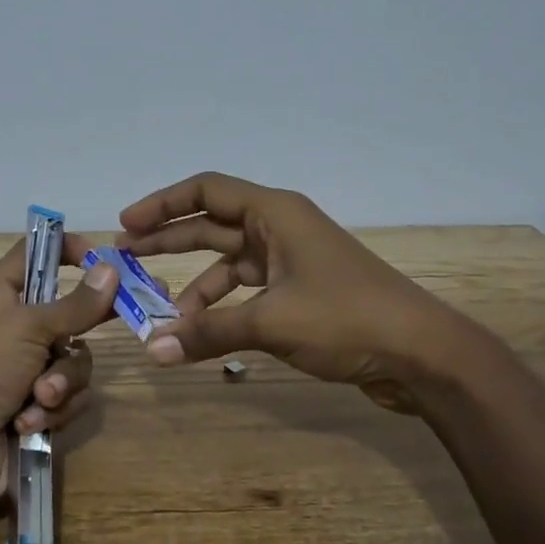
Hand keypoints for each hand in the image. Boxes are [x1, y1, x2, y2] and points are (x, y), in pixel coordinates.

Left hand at [0, 234, 119, 518]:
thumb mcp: (25, 328)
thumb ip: (74, 304)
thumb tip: (110, 269)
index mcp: (1, 298)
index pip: (34, 255)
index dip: (65, 249)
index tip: (100, 259)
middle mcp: (17, 331)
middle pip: (70, 313)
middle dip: (83, 329)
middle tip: (120, 318)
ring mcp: (29, 372)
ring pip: (76, 361)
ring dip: (62, 381)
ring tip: (40, 397)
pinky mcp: (40, 410)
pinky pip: (71, 399)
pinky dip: (54, 411)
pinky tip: (28, 423)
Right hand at [117, 172, 465, 412]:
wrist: (421, 353)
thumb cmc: (346, 318)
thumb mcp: (271, 322)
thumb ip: (208, 334)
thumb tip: (153, 352)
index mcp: (275, 212)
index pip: (206, 190)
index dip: (162, 204)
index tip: (125, 224)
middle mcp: (279, 227)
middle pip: (211, 223)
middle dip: (167, 240)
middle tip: (123, 258)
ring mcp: (291, 259)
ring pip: (227, 261)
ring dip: (194, 284)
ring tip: (159, 312)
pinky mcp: (299, 290)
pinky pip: (247, 290)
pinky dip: (222, 307)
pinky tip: (201, 332)